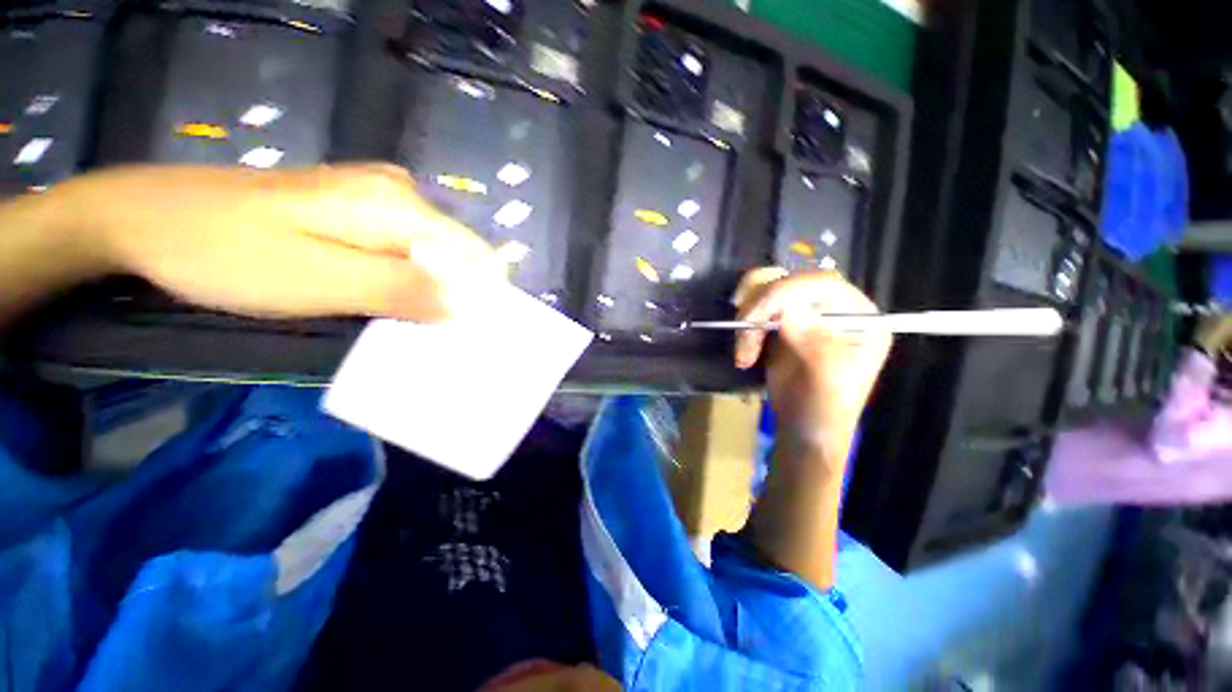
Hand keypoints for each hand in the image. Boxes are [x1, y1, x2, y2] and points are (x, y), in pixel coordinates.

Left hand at [57, 164, 504, 321]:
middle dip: (453, 300)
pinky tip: (378, 305)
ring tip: (400, 327)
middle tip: (425, 339)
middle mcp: (401, 196)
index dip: (480, 298)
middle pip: (458, 259)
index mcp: (399, 206)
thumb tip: (468, 306)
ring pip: (433, 260)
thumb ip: (399, 290)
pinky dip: (403, 286)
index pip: (478, 257)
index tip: (464, 335)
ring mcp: (380, 203)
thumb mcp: (316, 280)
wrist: (144, 219)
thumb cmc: (223, 252)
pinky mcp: (358, 215)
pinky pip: (405, 257)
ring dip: (427, 297)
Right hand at [733, 268, 891, 443]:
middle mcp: (834, 307)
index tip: (755, 318)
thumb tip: (788, 309)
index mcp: (859, 316)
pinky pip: (755, 307)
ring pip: (767, 290)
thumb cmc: (823, 409)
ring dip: (747, 318)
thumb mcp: (825, 380)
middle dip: (759, 306)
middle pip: (790, 281)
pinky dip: (743, 327)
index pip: (821, 283)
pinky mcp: (782, 323)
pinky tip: (744, 353)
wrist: (803, 429)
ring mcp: (806, 313)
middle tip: (743, 333)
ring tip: (744, 352)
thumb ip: (812, 342)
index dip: (783, 292)